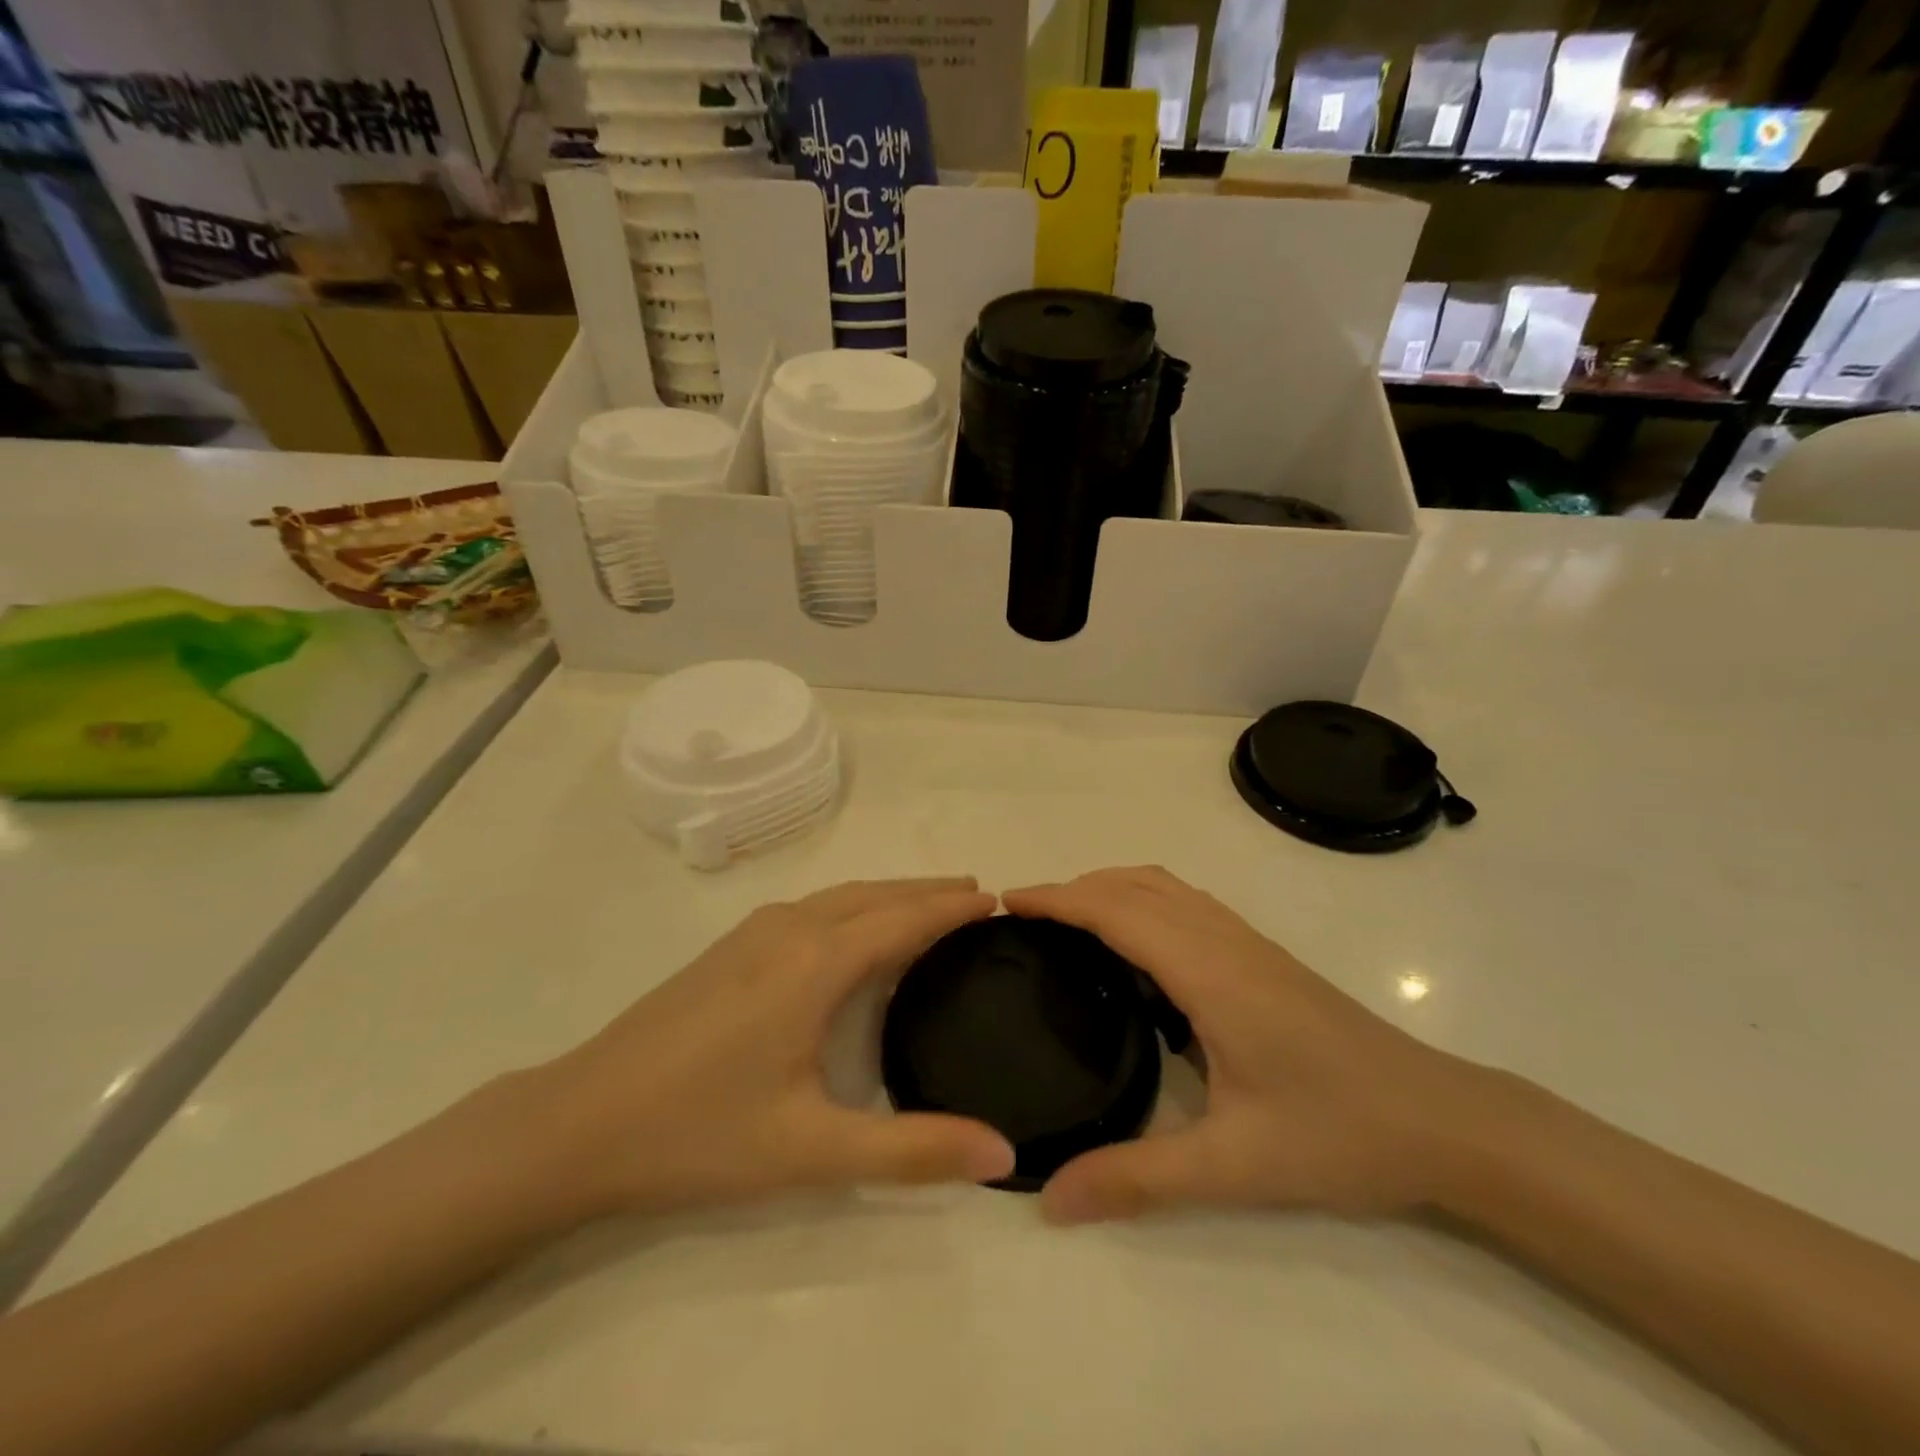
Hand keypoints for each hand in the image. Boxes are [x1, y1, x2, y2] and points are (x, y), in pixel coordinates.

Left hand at [537, 879, 1015, 1216]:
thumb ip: (913, 1150)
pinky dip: (856, 905)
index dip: (953, 908)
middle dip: (929, 892)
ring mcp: (754, 932)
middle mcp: (790, 929)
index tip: (999, 900)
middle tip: (978, 897)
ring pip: (841, 895)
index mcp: (816, 962)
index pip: (904, 918)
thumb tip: (1004, 1154)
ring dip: (891, 894)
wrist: (577, 1123)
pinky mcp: (730, 946)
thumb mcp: (812, 1152)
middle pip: (875, 894)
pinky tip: (855, 932)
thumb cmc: (699, 1133)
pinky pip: (814, 907)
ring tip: (930, 906)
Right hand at [1004, 867, 1498, 1224]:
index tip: (1005, 901)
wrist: (1444, 1121)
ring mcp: (1248, 942)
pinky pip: (1186, 904)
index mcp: (1208, 972)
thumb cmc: (1337, 1135)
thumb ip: (1137, 1178)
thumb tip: (1049, 1200)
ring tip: (1066, 921)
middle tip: (1023, 917)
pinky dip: (1142, 900)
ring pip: (1164, 886)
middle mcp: (1223, 940)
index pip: (1116, 911)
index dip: (1057, 898)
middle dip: (1073, 888)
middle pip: (1135, 885)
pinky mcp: (1263, 956)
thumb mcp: (1232, 1166)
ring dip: (1109, 887)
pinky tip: (1135, 947)